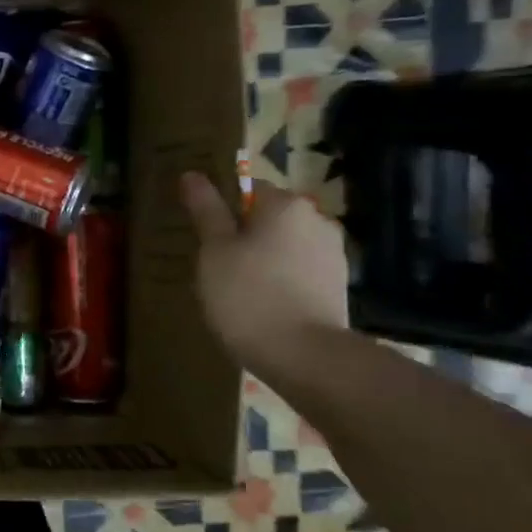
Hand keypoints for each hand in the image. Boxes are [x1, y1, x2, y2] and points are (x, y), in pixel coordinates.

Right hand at [179, 173, 348, 370]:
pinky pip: (300, 271)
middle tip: (216, 267)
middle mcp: (317, 220)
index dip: (223, 210)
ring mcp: (333, 254)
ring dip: (264, 259)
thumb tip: (192, 175)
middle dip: (244, 236)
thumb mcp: (214, 251)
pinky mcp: (339, 286)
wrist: (304, 356)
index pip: (248, 188)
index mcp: (285, 205)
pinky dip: (281, 281)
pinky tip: (264, 307)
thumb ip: (205, 210)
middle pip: (269, 218)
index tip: (206, 238)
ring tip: (239, 292)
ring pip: (285, 246)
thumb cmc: (248, 295)